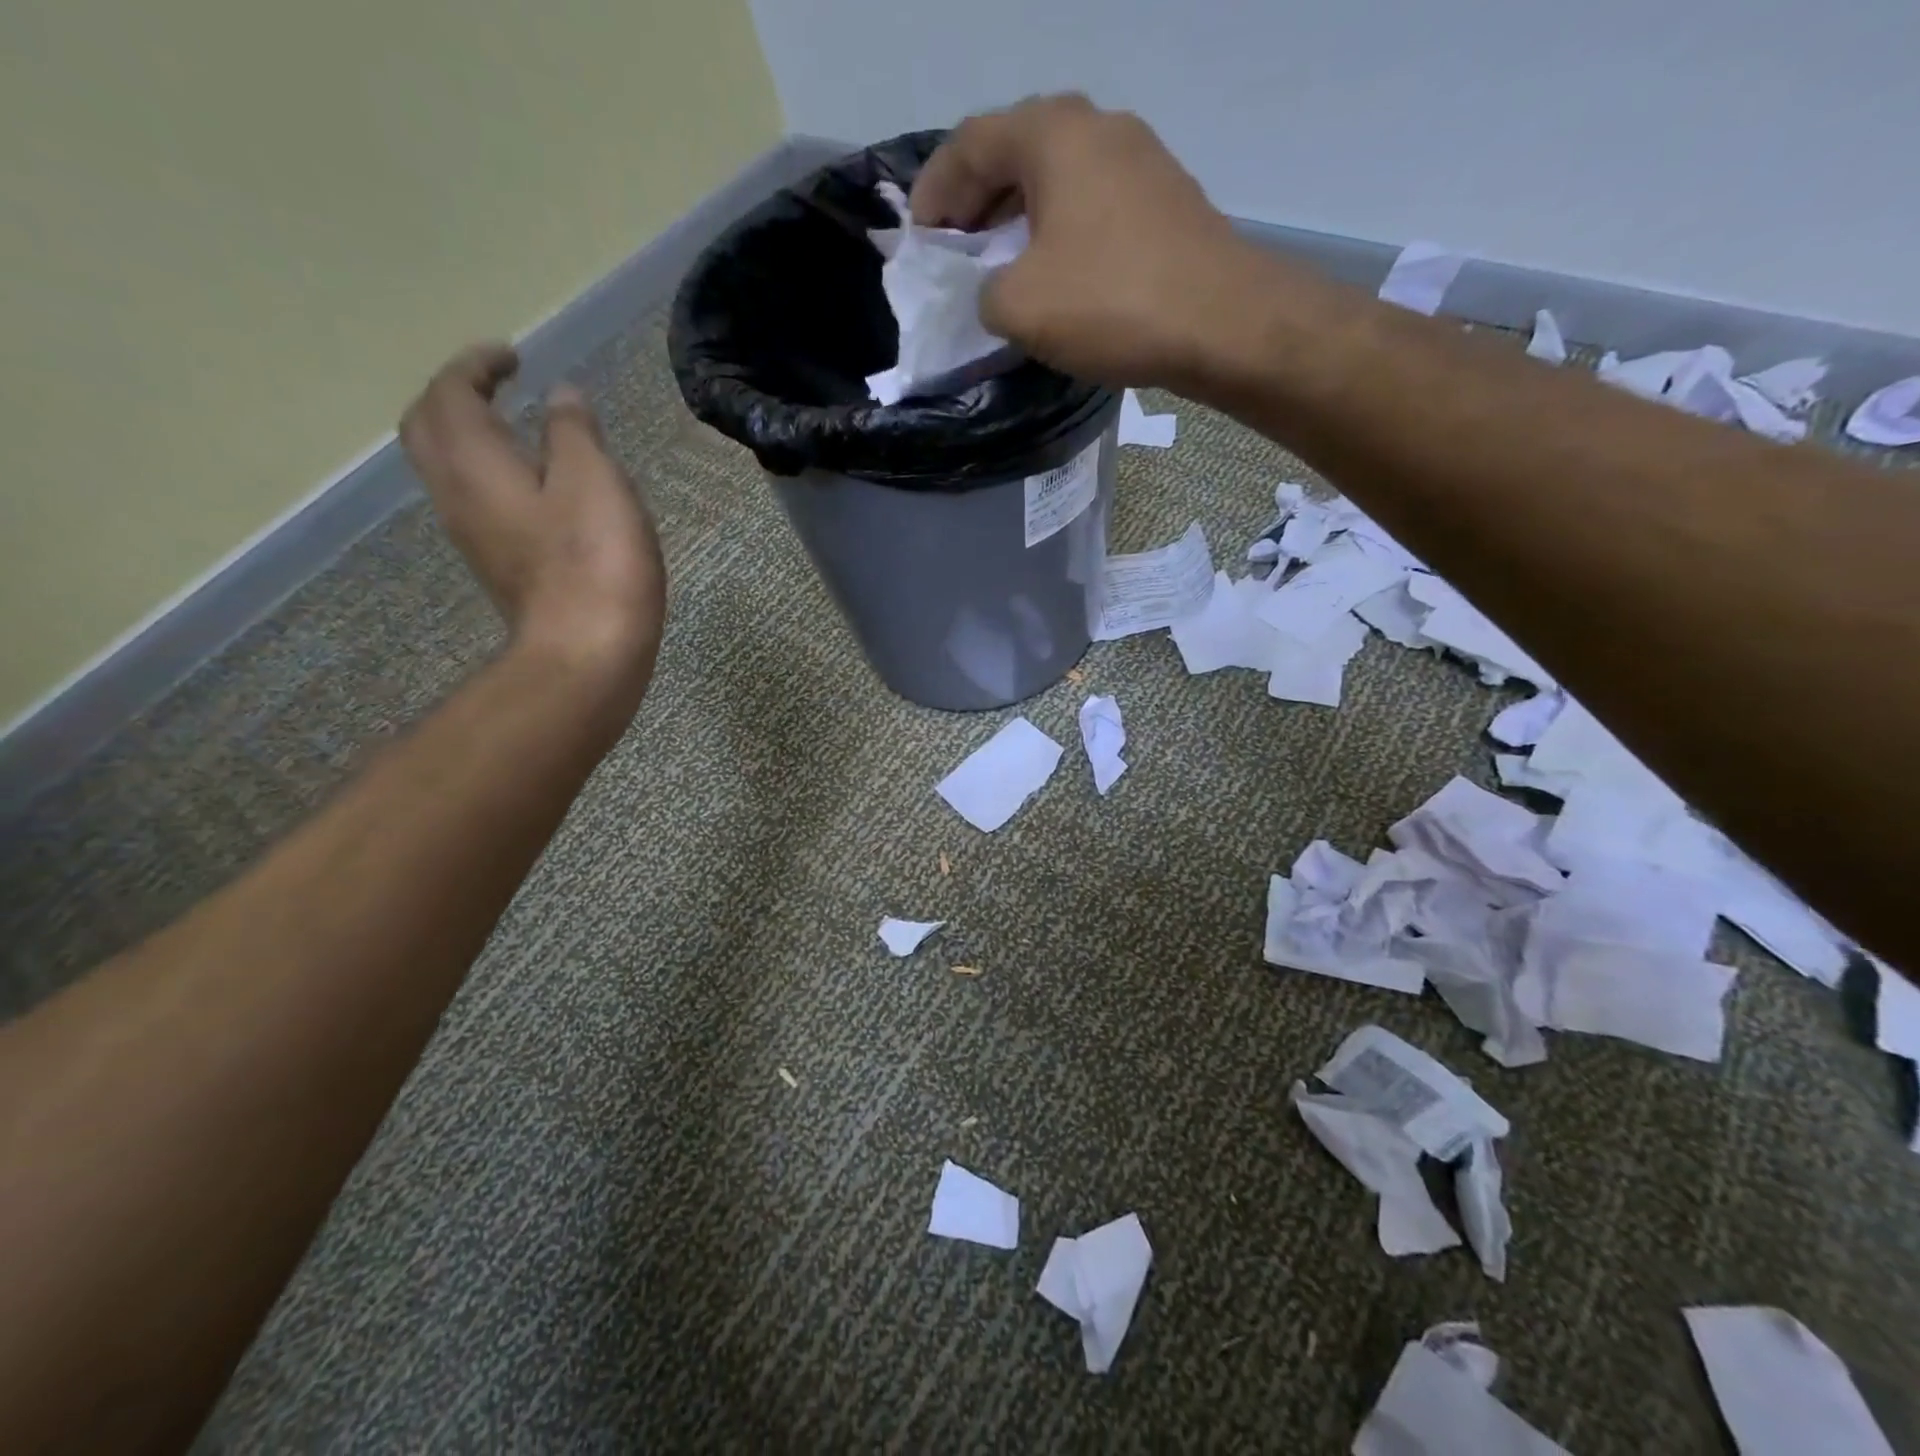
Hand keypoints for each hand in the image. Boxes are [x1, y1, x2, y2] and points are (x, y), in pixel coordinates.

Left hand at [400, 345, 665, 701]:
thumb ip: (573, 431)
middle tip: (499, 387)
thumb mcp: (594, 481)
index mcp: (473, 463)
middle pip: (430, 429)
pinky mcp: (502, 566)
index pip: (451, 394)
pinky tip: (539, 486)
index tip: (512, 356)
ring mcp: (476, 536)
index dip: (476, 366)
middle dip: (457, 397)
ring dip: (473, 437)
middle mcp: (458, 494)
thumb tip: (561, 397)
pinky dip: (496, 475)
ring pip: (451, 468)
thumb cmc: (594, 562)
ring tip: (520, 430)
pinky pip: (479, 501)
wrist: (588, 654)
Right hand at [911, 94, 1263, 388]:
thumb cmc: (1111, 302)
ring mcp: (1138, 159)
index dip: (934, 191)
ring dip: (1017, 219)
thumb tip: (996, 291)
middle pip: (1014, 153)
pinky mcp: (1163, 200)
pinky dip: (1057, 233)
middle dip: (975, 202)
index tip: (919, 239)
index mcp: (1052, 133)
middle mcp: (1096, 127)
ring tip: (998, 266)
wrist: (1221, 322)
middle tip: (955, 250)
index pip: (970, 143)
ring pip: (1056, 180)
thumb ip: (983, 292)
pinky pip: (1090, 206)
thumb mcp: (1019, 306)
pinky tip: (1053, 274)